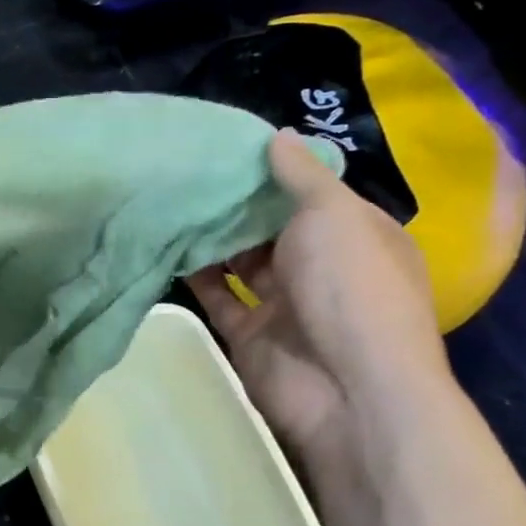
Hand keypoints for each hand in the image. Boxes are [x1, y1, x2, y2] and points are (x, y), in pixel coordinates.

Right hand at [188, 130, 450, 470]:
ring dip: (213, 239)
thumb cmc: (350, 287)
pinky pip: (218, 298)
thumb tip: (276, 136)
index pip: (313, 195)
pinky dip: (196, 277)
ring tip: (170, 202)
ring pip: (241, 263)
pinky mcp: (251, 335)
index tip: (227, 148)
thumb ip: (301, 176)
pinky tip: (168, 247)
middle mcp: (323, 268)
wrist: (346, 389)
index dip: (275, 173)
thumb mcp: (333, 214)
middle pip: (272, 228)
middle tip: (186, 171)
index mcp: (357, 236)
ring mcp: (286, 304)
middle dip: (236, 205)